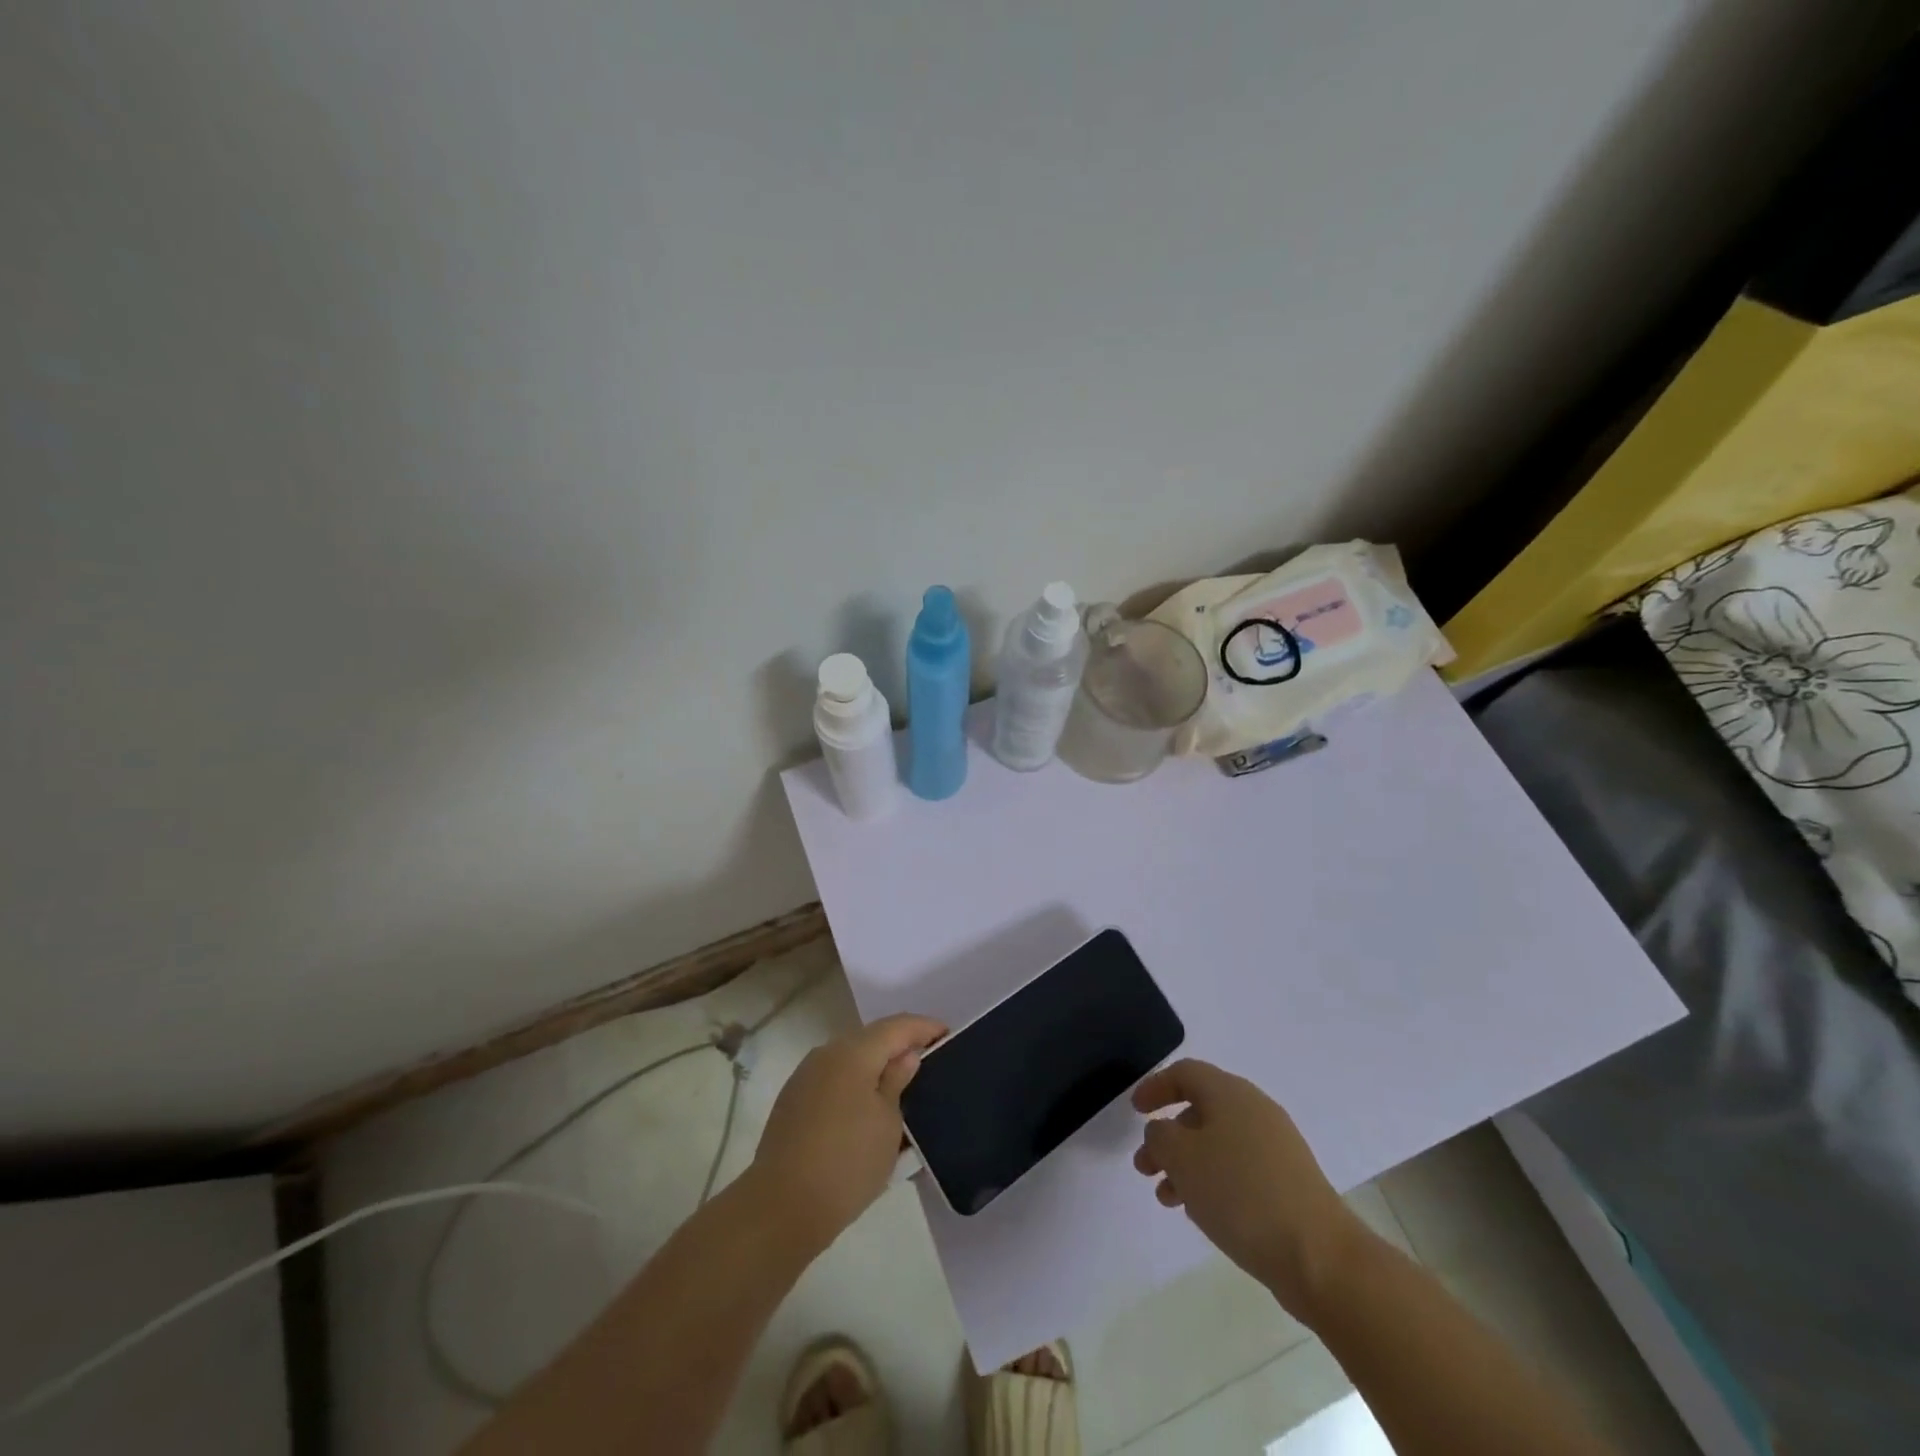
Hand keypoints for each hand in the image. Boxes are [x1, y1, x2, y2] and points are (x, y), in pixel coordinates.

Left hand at [750, 1012, 946, 1250]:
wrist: (781, 1207)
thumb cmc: (847, 1163)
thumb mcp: (888, 1124)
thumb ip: (897, 1081)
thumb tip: (906, 1056)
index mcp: (853, 1053)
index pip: (897, 1026)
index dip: (925, 1027)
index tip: (949, 1036)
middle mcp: (827, 1053)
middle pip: (872, 1038)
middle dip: (900, 1045)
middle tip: (929, 1062)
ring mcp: (806, 1076)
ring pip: (851, 1058)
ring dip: (876, 1065)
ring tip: (901, 1086)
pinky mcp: (793, 1100)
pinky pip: (834, 1078)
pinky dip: (855, 1083)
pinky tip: (867, 1107)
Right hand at [1132, 1059, 1366, 1319]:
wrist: (1320, 1256)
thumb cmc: (1241, 1194)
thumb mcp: (1183, 1158)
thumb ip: (1160, 1135)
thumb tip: (1163, 1131)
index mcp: (1230, 1093)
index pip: (1185, 1073)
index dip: (1155, 1086)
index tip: (1134, 1111)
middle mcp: (1255, 1110)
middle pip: (1200, 1110)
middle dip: (1167, 1135)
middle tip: (1144, 1165)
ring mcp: (1276, 1147)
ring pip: (1217, 1143)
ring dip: (1186, 1164)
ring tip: (1166, 1197)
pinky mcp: (1288, 1183)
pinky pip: (1238, 1169)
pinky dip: (1212, 1181)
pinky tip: (1200, 1212)